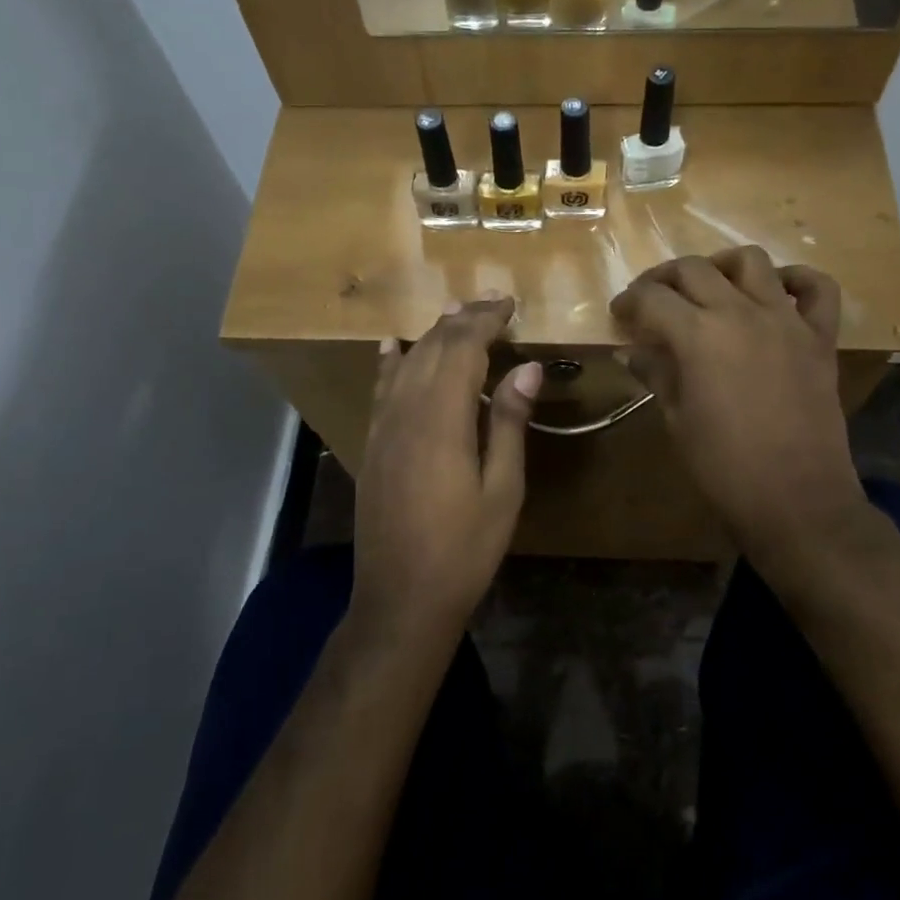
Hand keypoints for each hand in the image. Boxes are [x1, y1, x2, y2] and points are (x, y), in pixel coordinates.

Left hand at [352, 297, 542, 632]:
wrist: (401, 597)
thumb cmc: (464, 549)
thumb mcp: (502, 489)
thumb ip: (509, 423)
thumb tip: (528, 368)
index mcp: (442, 420)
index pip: (462, 348)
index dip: (485, 320)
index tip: (509, 303)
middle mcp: (406, 412)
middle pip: (433, 348)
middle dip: (462, 319)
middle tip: (492, 302)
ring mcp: (383, 427)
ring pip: (406, 362)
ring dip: (432, 333)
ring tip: (455, 312)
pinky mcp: (372, 443)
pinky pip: (381, 387)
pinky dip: (391, 360)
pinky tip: (394, 344)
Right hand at [610, 248, 867, 586]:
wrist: (795, 498)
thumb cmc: (723, 466)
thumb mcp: (677, 419)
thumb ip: (656, 374)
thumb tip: (633, 351)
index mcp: (698, 335)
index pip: (652, 298)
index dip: (629, 302)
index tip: (620, 315)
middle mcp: (741, 312)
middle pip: (694, 269)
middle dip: (663, 279)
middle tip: (652, 300)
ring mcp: (786, 320)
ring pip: (750, 262)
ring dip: (721, 267)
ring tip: (709, 287)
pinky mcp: (819, 337)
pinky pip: (817, 288)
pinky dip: (795, 280)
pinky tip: (776, 292)